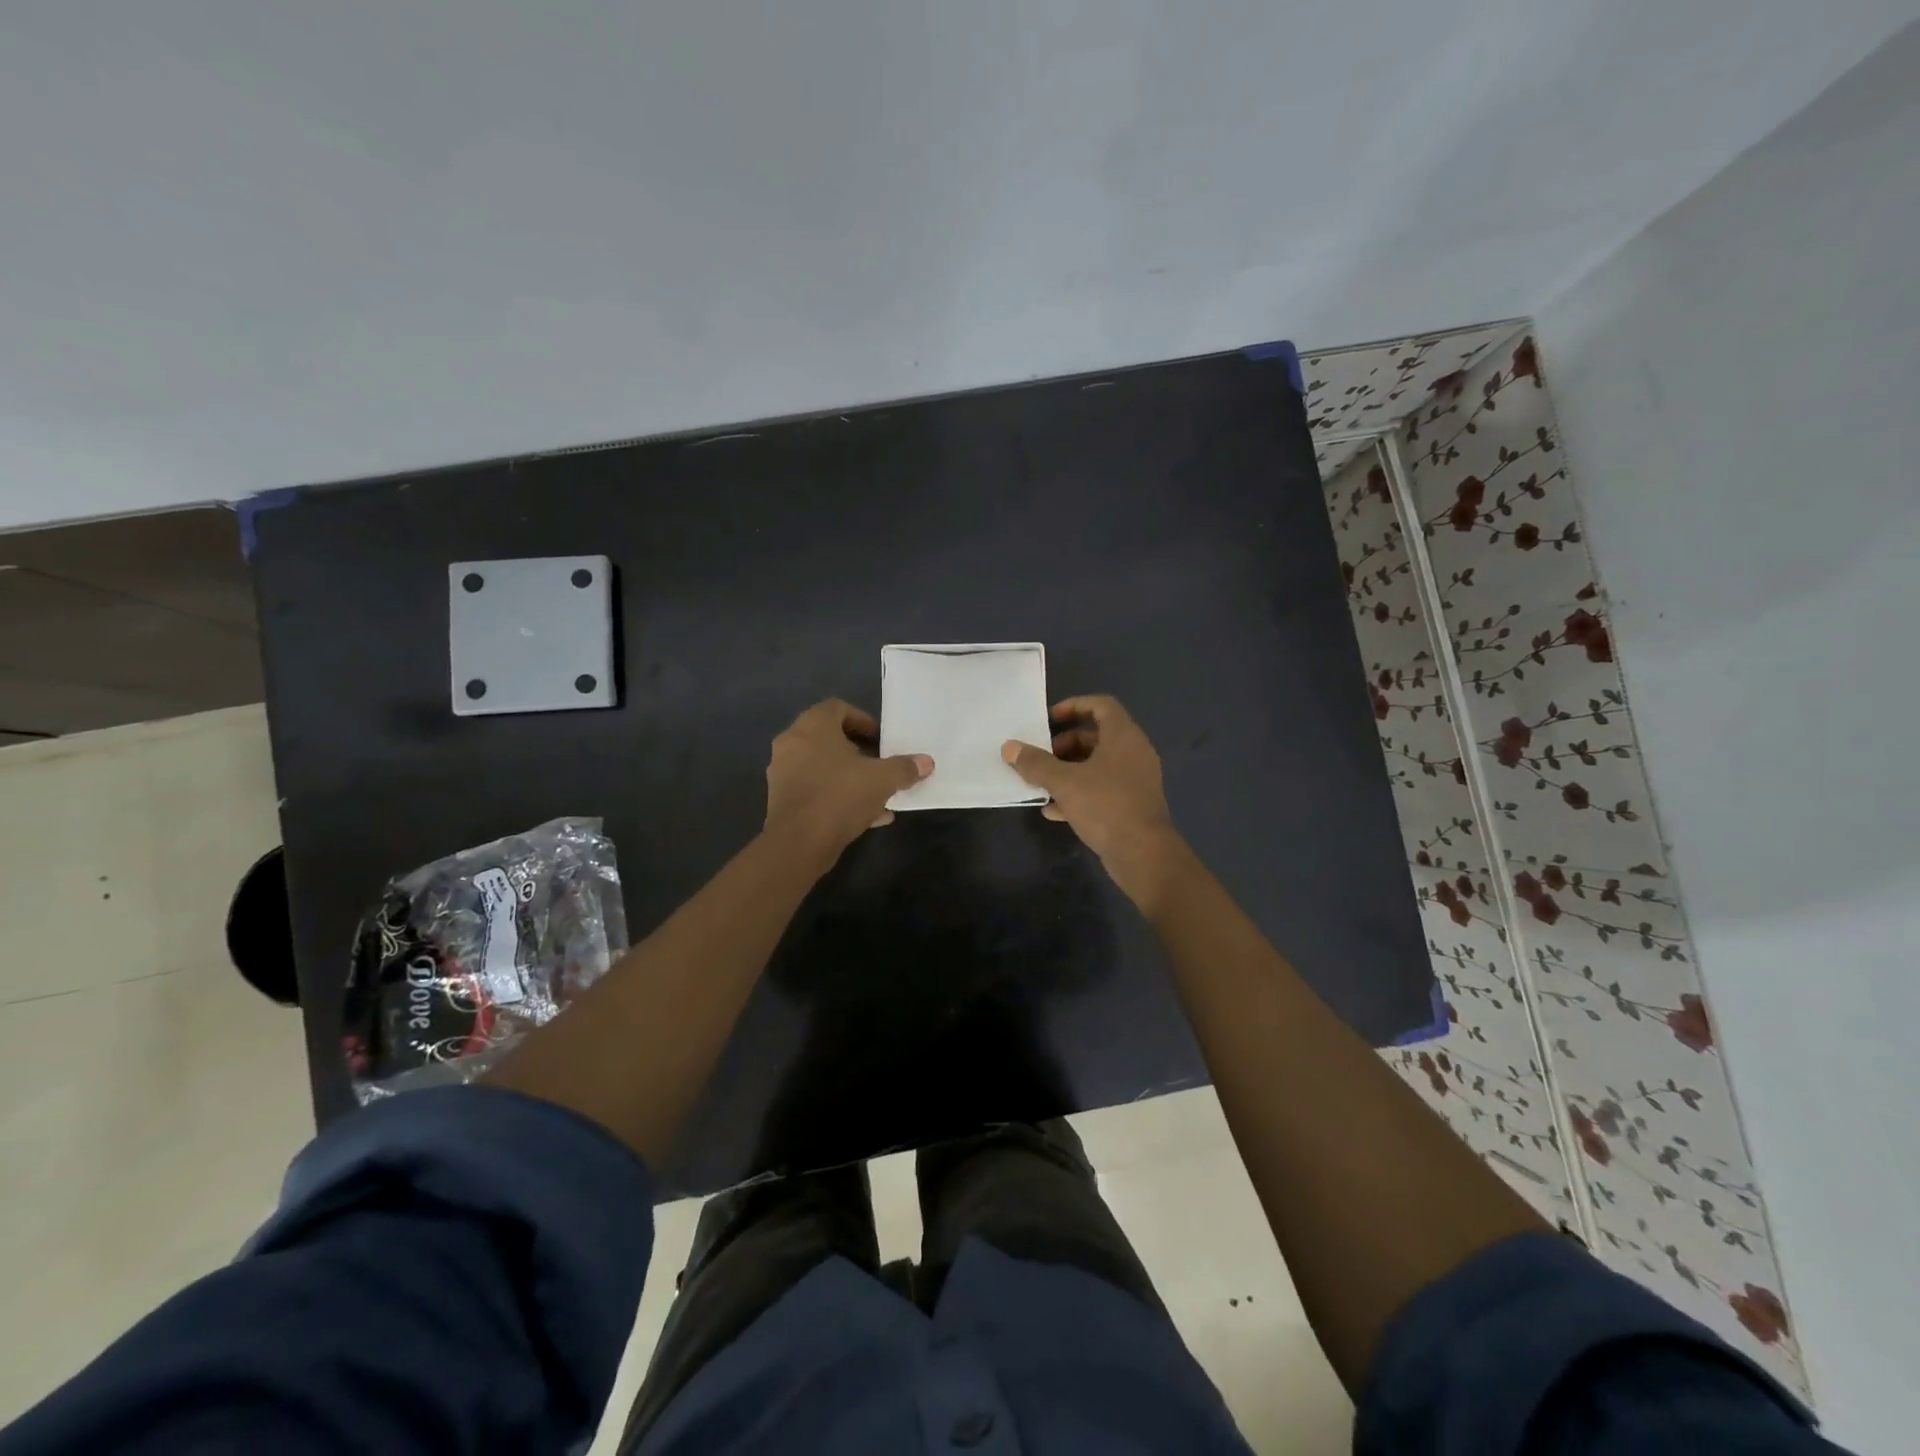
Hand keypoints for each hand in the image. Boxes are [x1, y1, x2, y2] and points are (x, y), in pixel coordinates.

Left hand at [764, 700, 932, 868]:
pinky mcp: (782, 801)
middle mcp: (792, 743)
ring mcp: (783, 773)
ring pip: (823, 767)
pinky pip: (815, 790)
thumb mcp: (882, 780)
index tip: (881, 739)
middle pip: (829, 739)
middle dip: (858, 752)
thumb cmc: (840, 796)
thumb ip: (904, 768)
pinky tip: (867, 817)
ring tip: (878, 794)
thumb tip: (926, 762)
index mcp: (812, 726)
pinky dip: (838, 797)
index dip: (863, 720)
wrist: (798, 843)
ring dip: (850, 777)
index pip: (837, 708)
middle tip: (880, 765)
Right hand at [1002, 695, 1184, 910]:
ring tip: (1042, 783)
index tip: (1049, 719)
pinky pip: (1102, 789)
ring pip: (1098, 765)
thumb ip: (1035, 763)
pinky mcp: (1132, 804)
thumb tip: (1009, 747)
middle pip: (1096, 736)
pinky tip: (1054, 810)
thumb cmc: (1105, 805)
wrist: (1143, 854)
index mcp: (1123, 736)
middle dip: (1065, 745)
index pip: (1101, 705)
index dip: (1074, 706)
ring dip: (1069, 770)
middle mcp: (1133, 752)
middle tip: (1042, 757)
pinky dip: (1079, 793)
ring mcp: (1135, 780)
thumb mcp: (1064, 782)